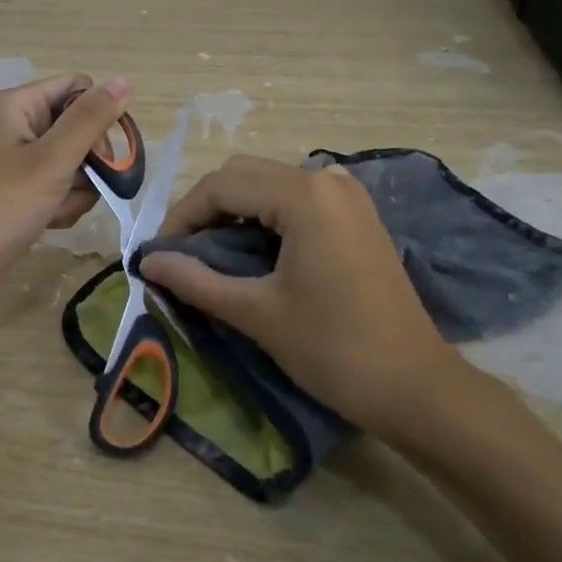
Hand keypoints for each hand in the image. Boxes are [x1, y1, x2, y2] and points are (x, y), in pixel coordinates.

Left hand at [0, 73, 130, 298]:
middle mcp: (16, 124)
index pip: (78, 88)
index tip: (102, 153)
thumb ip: (90, 120)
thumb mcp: (52, 160)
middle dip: (88, 162)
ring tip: (57, 210)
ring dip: (77, 189)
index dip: (97, 117)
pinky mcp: (19, 189)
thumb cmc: (2, 206)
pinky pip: (57, 186)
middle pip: (78, 128)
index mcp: (18, 105)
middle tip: (78, 186)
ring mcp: (16, 159)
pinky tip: (49, 222)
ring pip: (73, 162)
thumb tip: (124, 79)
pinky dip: (61, 204)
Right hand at [138, 155, 464, 433]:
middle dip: (205, 210)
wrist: (415, 386)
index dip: (182, 216)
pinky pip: (297, 201)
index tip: (157, 254)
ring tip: (210, 258)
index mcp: (304, 195)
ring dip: (234, 213)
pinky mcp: (357, 215)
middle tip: (180, 255)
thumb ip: (195, 280)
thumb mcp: (257, 313)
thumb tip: (146, 262)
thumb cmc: (333, 349)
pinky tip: (253, 254)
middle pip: (245, 175)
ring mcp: (348, 195)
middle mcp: (327, 179)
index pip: (221, 185)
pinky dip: (266, 219)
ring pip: (270, 186)